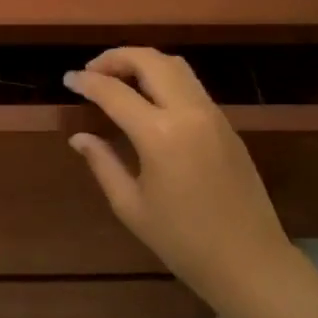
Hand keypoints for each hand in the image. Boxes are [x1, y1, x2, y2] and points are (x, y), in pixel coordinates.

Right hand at [63, 48, 294, 305]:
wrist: (249, 260)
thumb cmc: (182, 241)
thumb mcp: (131, 206)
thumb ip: (103, 164)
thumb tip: (80, 137)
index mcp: (160, 134)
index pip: (115, 92)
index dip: (87, 82)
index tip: (68, 80)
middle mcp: (189, 112)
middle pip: (150, 60)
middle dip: (116, 58)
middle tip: (92, 72)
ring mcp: (212, 114)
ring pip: (175, 65)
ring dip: (142, 61)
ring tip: (118, 78)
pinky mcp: (226, 123)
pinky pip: (191, 84)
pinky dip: (163, 77)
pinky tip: (148, 98)